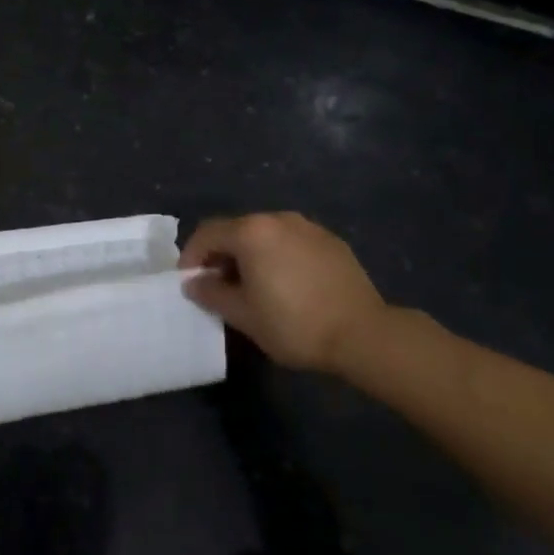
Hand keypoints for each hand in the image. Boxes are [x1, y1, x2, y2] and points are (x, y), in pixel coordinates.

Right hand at [179, 213, 387, 372]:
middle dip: (221, 255)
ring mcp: (309, 227)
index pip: (207, 234)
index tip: (189, 282)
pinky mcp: (332, 242)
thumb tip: (194, 283)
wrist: (364, 335)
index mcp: (251, 232)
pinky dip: (278, 257)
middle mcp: (279, 219)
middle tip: (218, 287)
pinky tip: (286, 285)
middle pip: (237, 230)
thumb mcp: (242, 314)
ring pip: (266, 235)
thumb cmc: (293, 324)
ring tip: (252, 287)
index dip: (191, 257)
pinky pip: (292, 243)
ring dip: (250, 256)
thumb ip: (211, 293)